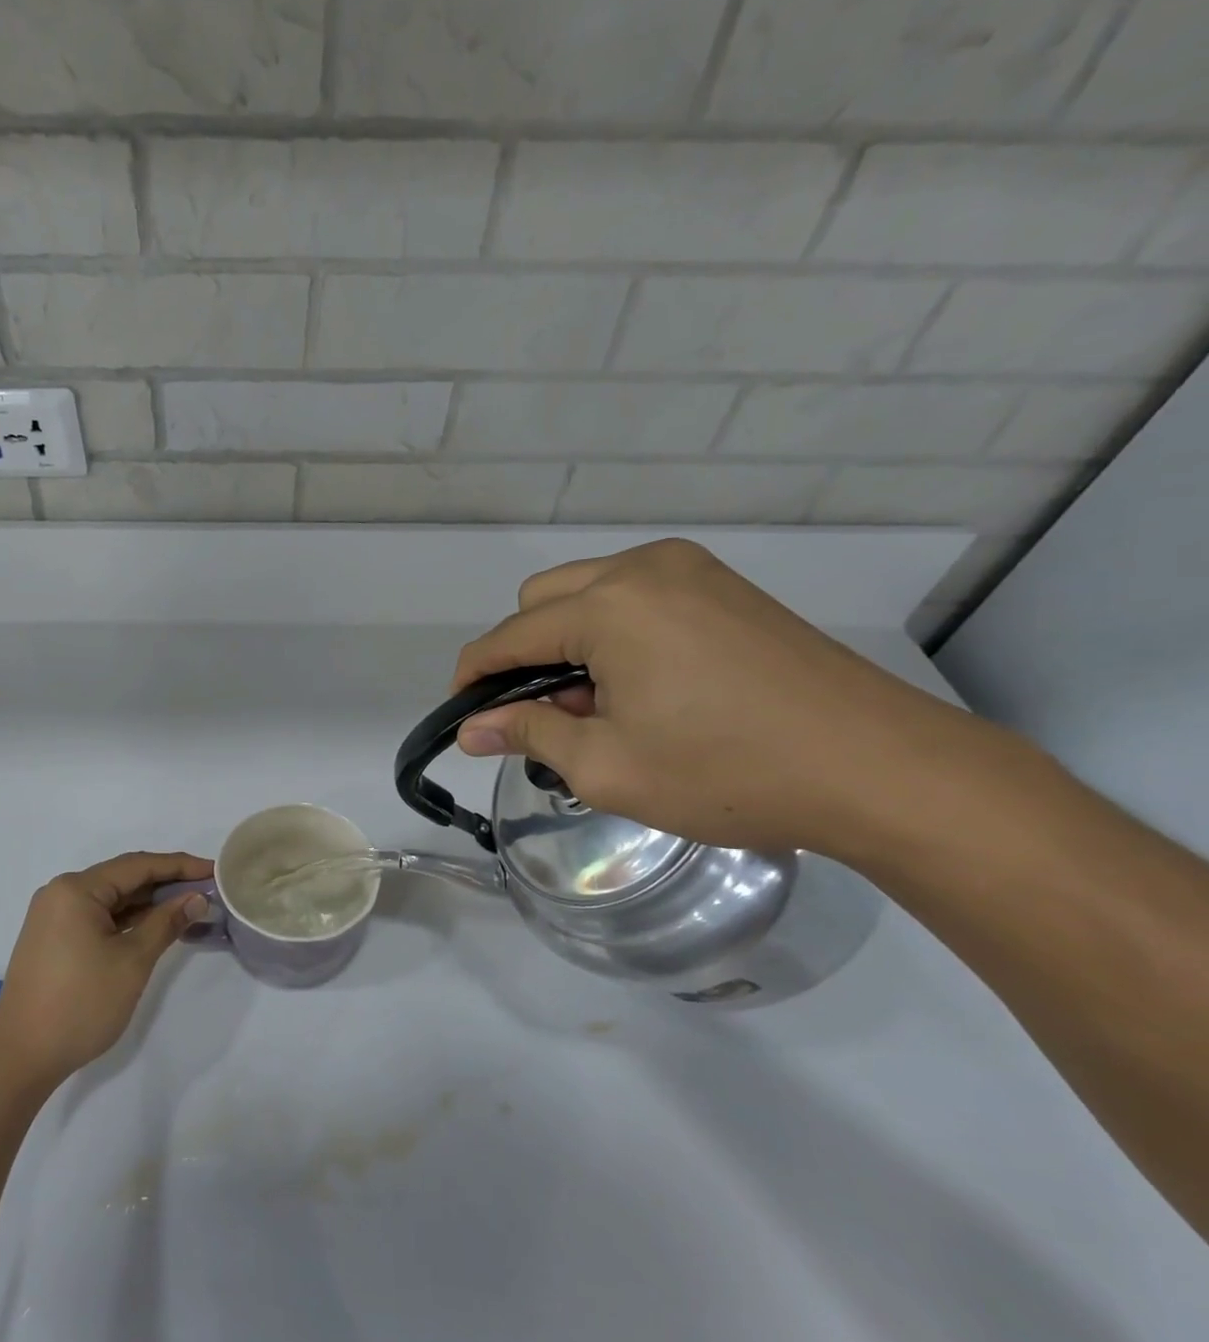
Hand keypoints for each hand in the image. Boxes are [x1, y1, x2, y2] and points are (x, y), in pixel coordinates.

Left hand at [0, 851, 212, 1086]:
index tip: (214, 870)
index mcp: (76, 889)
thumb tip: (196, 898)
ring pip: (111, 899)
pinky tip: (155, 927)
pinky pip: (98, 917)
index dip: (179, 866)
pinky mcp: (53, 939)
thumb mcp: (132, 961)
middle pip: (123, 878)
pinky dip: (128, 920)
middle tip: (207, 890)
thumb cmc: (81, 1003)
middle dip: (166, 883)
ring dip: (148, 903)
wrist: (20, 1057)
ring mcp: (54, 917)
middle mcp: (61, 893)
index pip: (138, 865)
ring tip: (189, 907)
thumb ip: (166, 923)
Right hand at [451, 538, 974, 857]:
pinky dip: (614, 633)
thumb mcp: (606, 766)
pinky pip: (636, 596)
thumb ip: (527, 733)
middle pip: (542, 599)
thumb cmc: (726, 772)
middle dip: (524, 654)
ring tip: (598, 707)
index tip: (461, 715)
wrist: (879, 768)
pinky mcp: (725, 587)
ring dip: (569, 642)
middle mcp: (644, 569)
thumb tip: (471, 728)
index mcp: (608, 606)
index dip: (474, 676)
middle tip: (546, 717)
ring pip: (588, 592)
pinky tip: (642, 685)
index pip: (509, 636)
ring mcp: (691, 571)